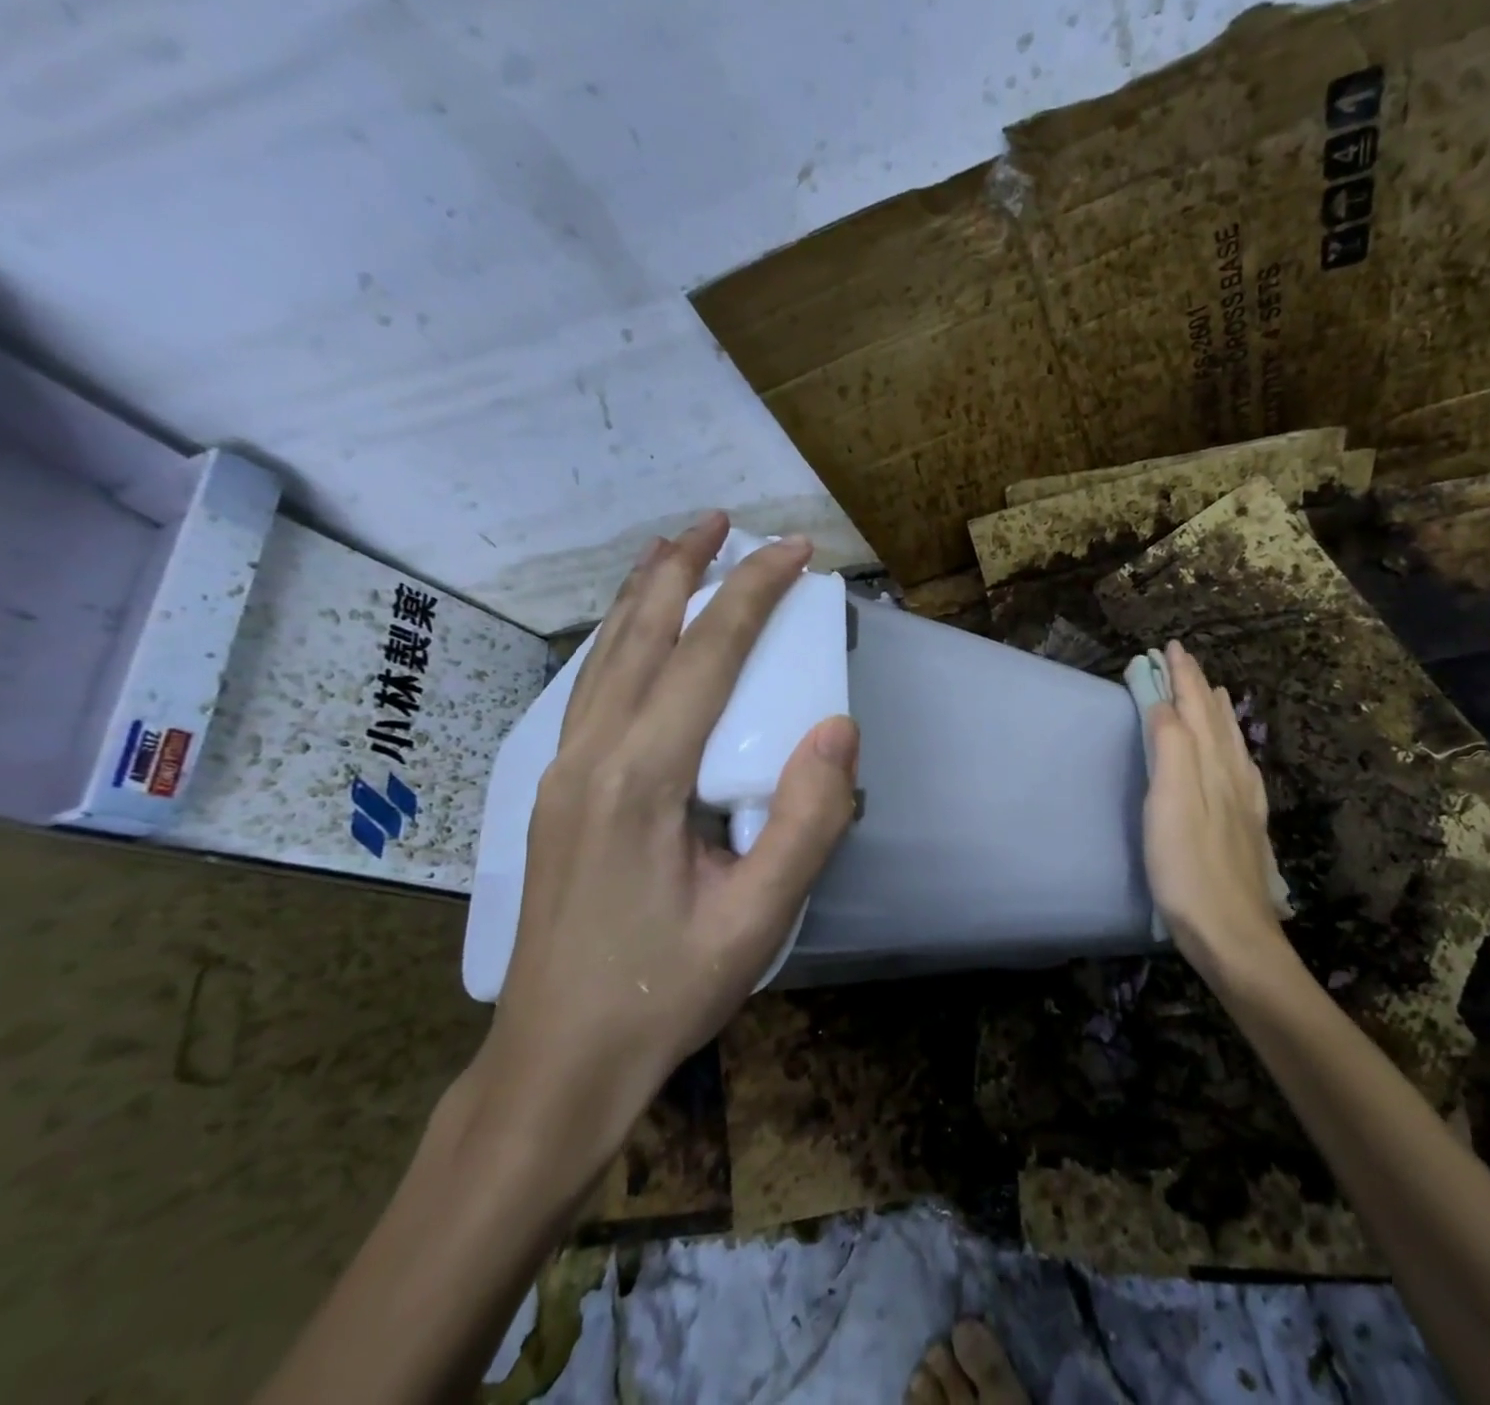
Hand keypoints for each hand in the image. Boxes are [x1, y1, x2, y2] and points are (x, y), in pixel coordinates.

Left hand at [476, 513, 859, 1171]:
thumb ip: (808, 820)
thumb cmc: (665, 993)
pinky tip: (638, 637)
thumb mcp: (759, 919)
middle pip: (638, 634)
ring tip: (675, 549)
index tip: (796, 551)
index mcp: (641, 779)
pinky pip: (590, 688)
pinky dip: (620, 639)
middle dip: (683, 567)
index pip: (706, 656)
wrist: (556, 1063)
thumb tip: (839, 728)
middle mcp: (590, 757)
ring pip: (602, 655)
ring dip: (644, 594)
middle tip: (721, 519)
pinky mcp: (556, 792)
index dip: (754, 593)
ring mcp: (561, 772)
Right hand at [1142, 642, 1293, 984]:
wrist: (1232, 933)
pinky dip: (1233, 748)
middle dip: (1198, 686)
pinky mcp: (1246, 827)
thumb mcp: (1169, 803)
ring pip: (1231, 743)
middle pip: (1214, 720)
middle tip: (1185, 660)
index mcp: (1210, 764)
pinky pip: (1241, 770)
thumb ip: (1170, 748)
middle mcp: (1231, 775)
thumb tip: (1163, 705)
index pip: (1194, 708)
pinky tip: (1236, 757)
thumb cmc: (1188, 868)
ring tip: (1213, 693)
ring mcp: (1243, 802)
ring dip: (1217, 713)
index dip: (1182, 677)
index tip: (1170, 647)